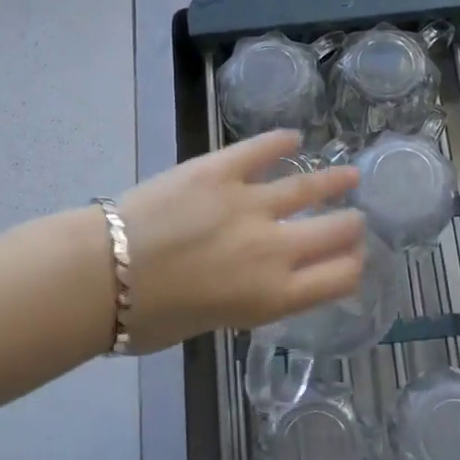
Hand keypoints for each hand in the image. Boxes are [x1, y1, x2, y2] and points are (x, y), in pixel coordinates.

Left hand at [116, 130, 364, 351]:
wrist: (103, 275)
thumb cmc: (148, 318)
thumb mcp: (211, 322)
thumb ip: (244, 298)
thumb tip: (249, 278)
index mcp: (273, 296)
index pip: (338, 278)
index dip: (353, 267)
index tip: (355, 258)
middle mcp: (275, 249)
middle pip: (334, 232)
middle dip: (350, 226)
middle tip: (355, 219)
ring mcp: (250, 204)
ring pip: (306, 187)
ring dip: (332, 181)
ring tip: (349, 175)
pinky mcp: (221, 169)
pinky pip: (260, 150)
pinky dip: (279, 142)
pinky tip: (292, 138)